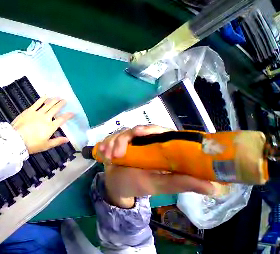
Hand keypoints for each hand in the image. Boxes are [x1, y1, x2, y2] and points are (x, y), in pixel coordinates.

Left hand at [12, 96, 73, 153]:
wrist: (15, 140)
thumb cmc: (32, 145)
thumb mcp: (46, 145)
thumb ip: (57, 141)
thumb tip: (67, 139)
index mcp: (50, 126)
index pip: (62, 119)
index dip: (68, 115)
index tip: (72, 112)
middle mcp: (46, 117)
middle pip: (55, 109)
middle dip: (61, 104)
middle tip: (65, 100)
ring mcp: (37, 113)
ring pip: (48, 104)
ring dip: (54, 100)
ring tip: (58, 97)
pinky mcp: (29, 110)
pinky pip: (37, 103)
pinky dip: (42, 99)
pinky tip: (46, 96)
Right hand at [99, 125, 214, 208]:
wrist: (116, 185)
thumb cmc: (137, 185)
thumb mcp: (158, 185)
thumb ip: (180, 183)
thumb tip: (214, 187)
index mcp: (158, 148)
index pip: (158, 131)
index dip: (150, 129)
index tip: (139, 133)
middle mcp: (142, 142)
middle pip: (134, 130)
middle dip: (122, 140)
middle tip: (117, 154)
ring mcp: (127, 142)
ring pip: (119, 134)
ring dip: (111, 144)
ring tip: (108, 158)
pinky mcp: (114, 143)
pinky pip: (108, 138)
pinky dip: (104, 145)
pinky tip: (102, 153)